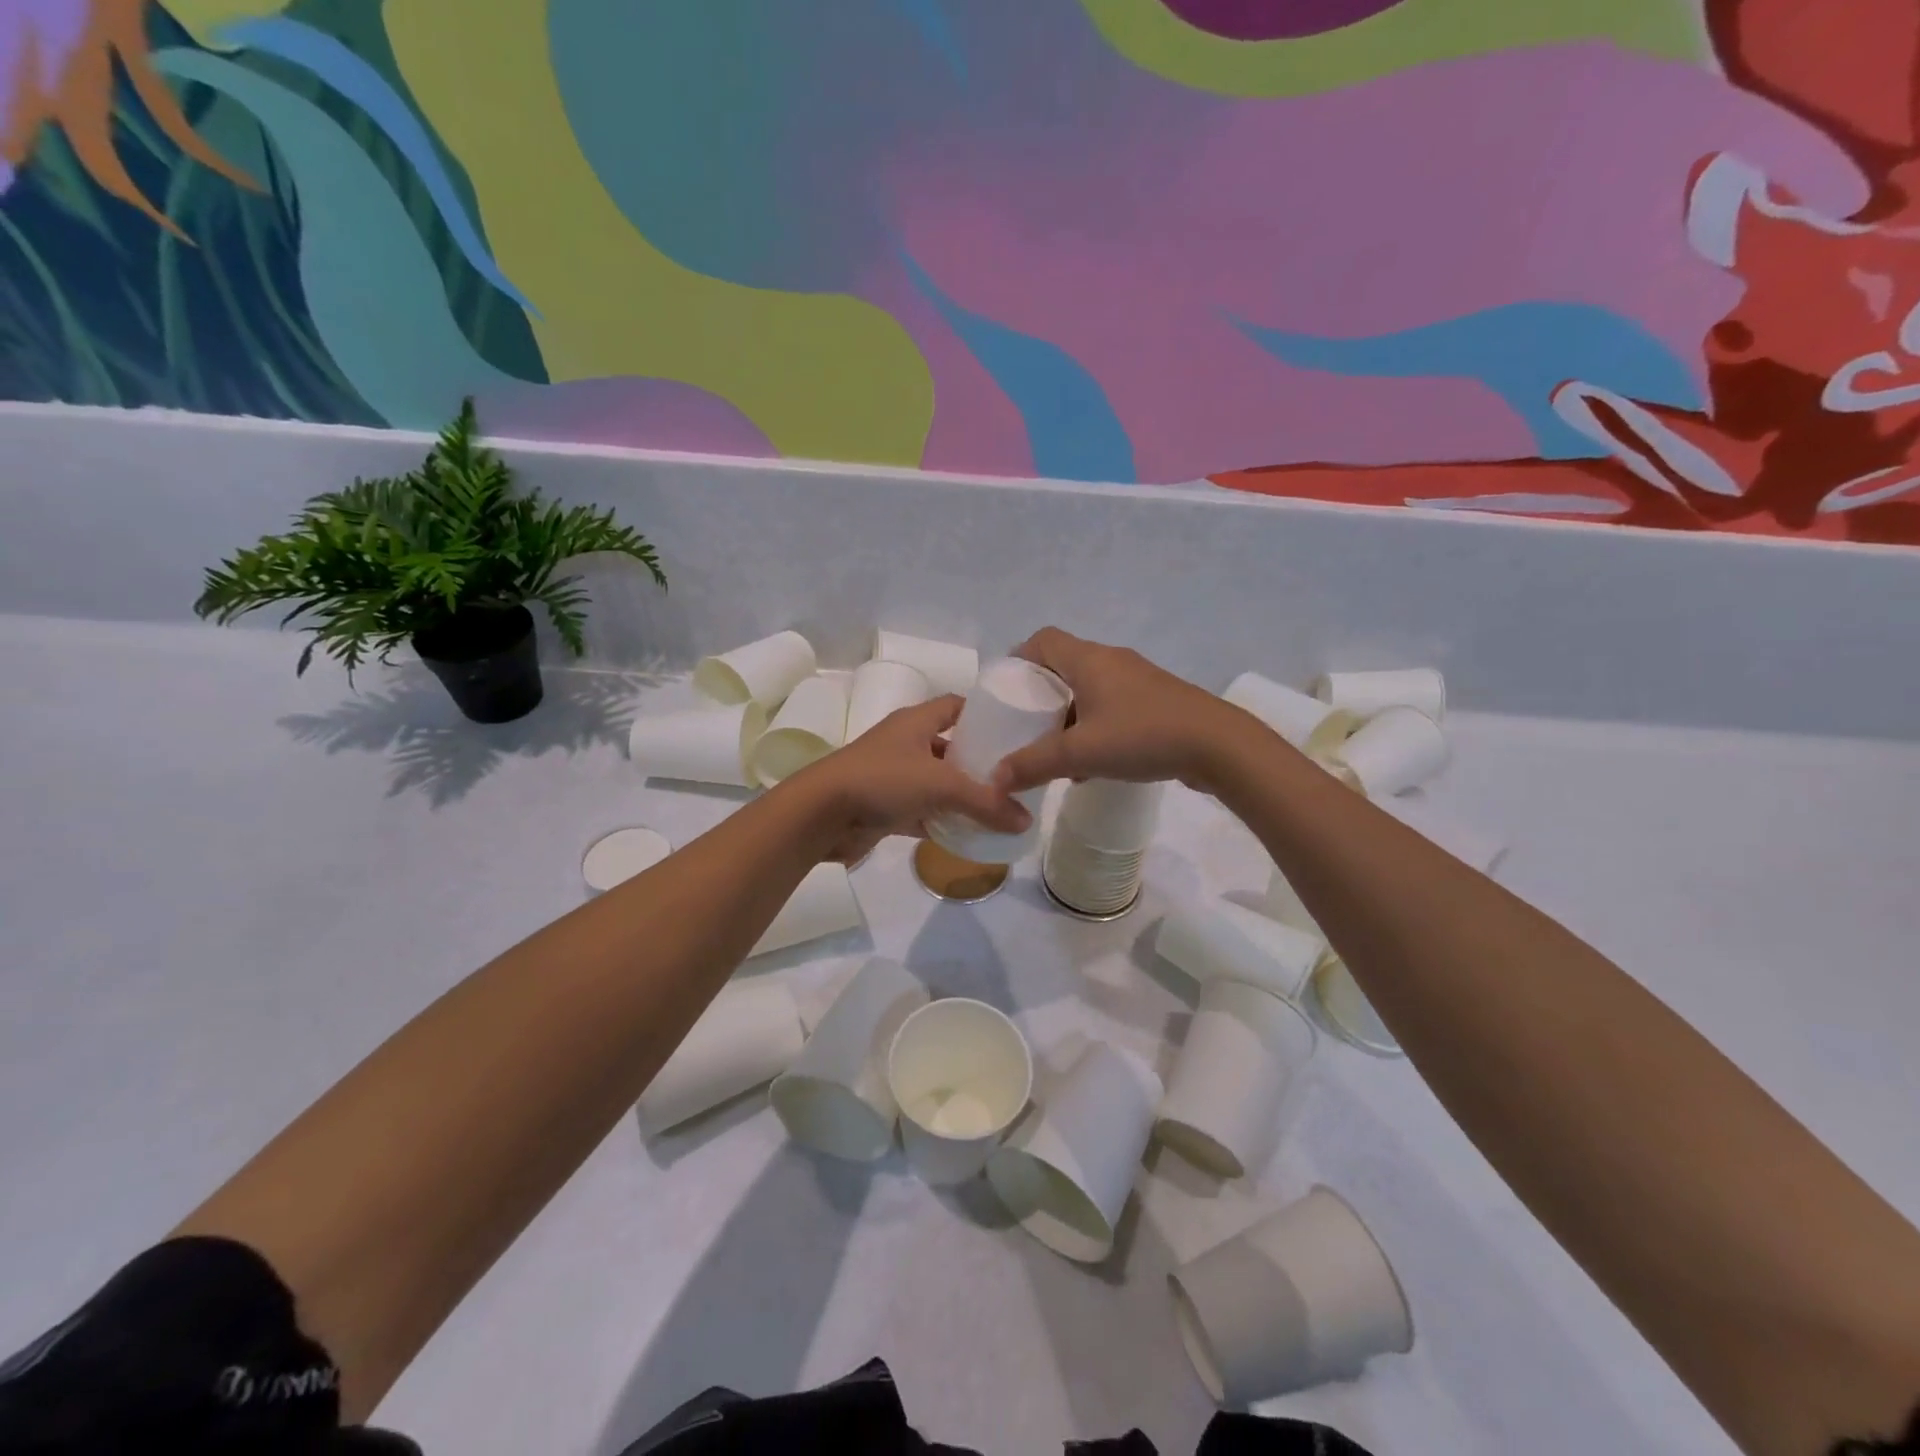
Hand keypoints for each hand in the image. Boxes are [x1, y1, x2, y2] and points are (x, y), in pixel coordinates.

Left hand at [793, 696, 1030, 863]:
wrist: (821, 815)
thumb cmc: (882, 780)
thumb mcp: (941, 785)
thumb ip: (986, 803)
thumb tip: (1025, 821)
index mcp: (916, 722)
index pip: (957, 706)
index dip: (984, 714)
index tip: (1014, 732)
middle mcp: (906, 744)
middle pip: (952, 747)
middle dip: (980, 763)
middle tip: (1015, 779)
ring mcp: (895, 777)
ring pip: (939, 783)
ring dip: (963, 796)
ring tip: (1001, 809)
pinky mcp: (887, 808)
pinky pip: (925, 812)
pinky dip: (944, 822)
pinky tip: (972, 835)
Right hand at [993, 628, 1252, 794]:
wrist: (1218, 746)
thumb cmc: (1142, 736)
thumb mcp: (1079, 753)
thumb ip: (1033, 764)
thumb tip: (995, 779)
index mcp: (1089, 659)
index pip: (1043, 640)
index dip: (1019, 658)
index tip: (1006, 690)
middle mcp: (1112, 661)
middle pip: (1064, 665)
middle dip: (1041, 694)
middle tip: (1024, 724)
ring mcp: (1138, 681)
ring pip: (1089, 690)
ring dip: (1068, 716)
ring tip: (1054, 750)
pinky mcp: (1157, 702)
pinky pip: (1112, 707)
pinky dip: (1094, 727)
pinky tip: (1092, 764)